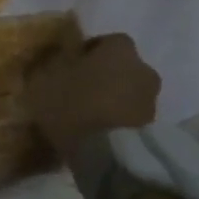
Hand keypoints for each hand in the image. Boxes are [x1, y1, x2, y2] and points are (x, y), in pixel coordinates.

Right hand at [21, 32, 160, 162]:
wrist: (109, 156)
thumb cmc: (74, 106)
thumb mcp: (44, 79)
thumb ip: (50, 63)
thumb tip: (53, 57)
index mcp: (120, 48)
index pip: (105, 42)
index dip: (86, 54)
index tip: (69, 68)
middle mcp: (143, 69)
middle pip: (120, 68)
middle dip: (104, 76)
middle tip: (79, 92)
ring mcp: (152, 101)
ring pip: (128, 93)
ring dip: (113, 100)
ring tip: (88, 117)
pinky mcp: (155, 130)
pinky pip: (131, 117)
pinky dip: (119, 121)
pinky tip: (100, 134)